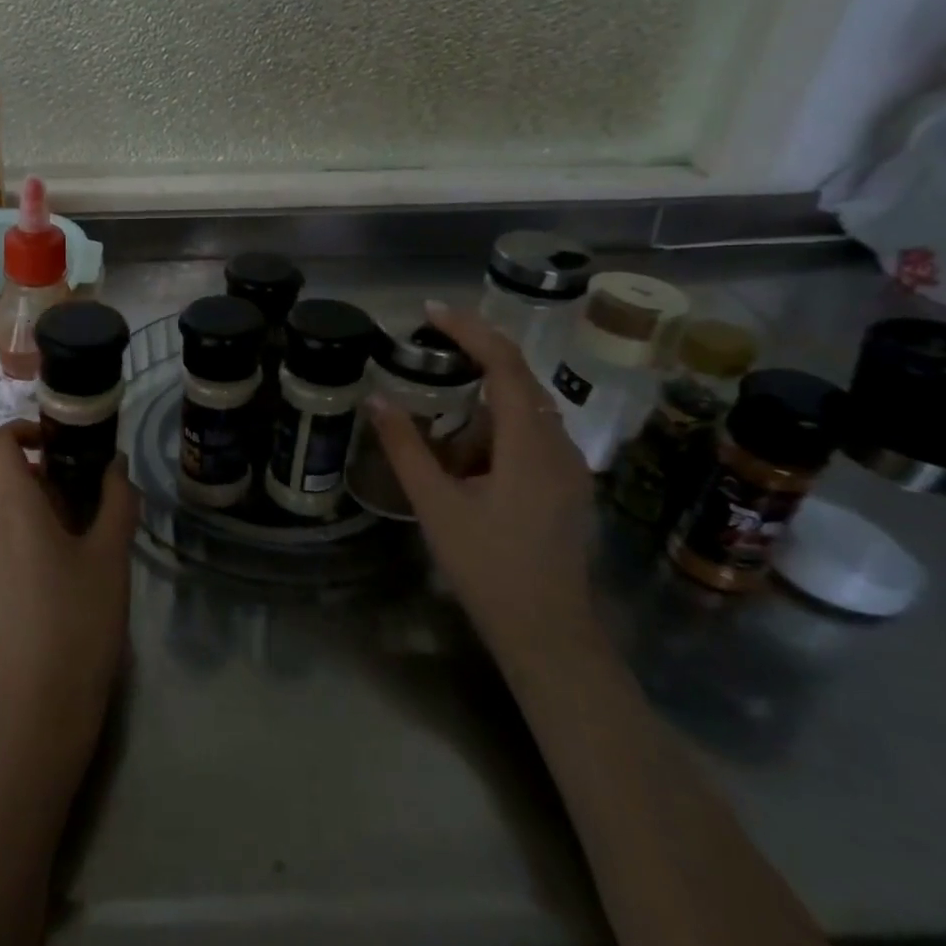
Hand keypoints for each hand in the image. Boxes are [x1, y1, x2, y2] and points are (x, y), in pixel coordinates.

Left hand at [0, 427, 137, 774]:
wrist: (35, 711)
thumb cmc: (80, 622)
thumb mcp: (111, 558)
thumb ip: (116, 501)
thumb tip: (116, 466)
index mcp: (12, 509)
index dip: (21, 432)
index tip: (53, 448)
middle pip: (1, 487)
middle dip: (38, 490)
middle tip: (79, 519)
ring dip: (24, 525)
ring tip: (62, 564)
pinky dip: (10, 558)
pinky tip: (38, 600)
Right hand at [367, 302, 598, 663]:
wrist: (547, 633)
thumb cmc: (488, 568)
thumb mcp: (436, 506)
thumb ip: (406, 448)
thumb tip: (377, 399)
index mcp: (530, 445)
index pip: (505, 365)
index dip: (470, 330)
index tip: (430, 311)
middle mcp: (559, 446)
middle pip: (519, 379)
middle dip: (475, 355)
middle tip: (427, 347)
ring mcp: (568, 468)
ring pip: (525, 409)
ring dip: (482, 395)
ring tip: (437, 402)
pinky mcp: (565, 486)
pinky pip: (529, 435)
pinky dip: (494, 425)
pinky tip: (464, 451)